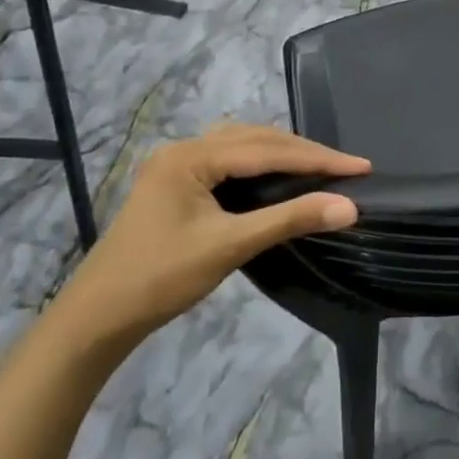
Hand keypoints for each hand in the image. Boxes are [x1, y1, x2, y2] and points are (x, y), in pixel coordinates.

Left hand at [53, 124, 368, 346]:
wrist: (97, 318)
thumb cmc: (160, 278)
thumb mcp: (230, 246)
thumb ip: (290, 220)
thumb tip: (349, 207)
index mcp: (190, 156)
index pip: (268, 150)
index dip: (319, 158)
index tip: (362, 166)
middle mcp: (183, 150)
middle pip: (256, 140)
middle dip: (304, 152)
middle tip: (347, 167)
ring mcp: (176, 167)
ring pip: (242, 147)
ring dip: (283, 154)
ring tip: (320, 167)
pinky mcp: (176, 186)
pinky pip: (229, 162)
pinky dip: (261, 165)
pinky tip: (278, 177)